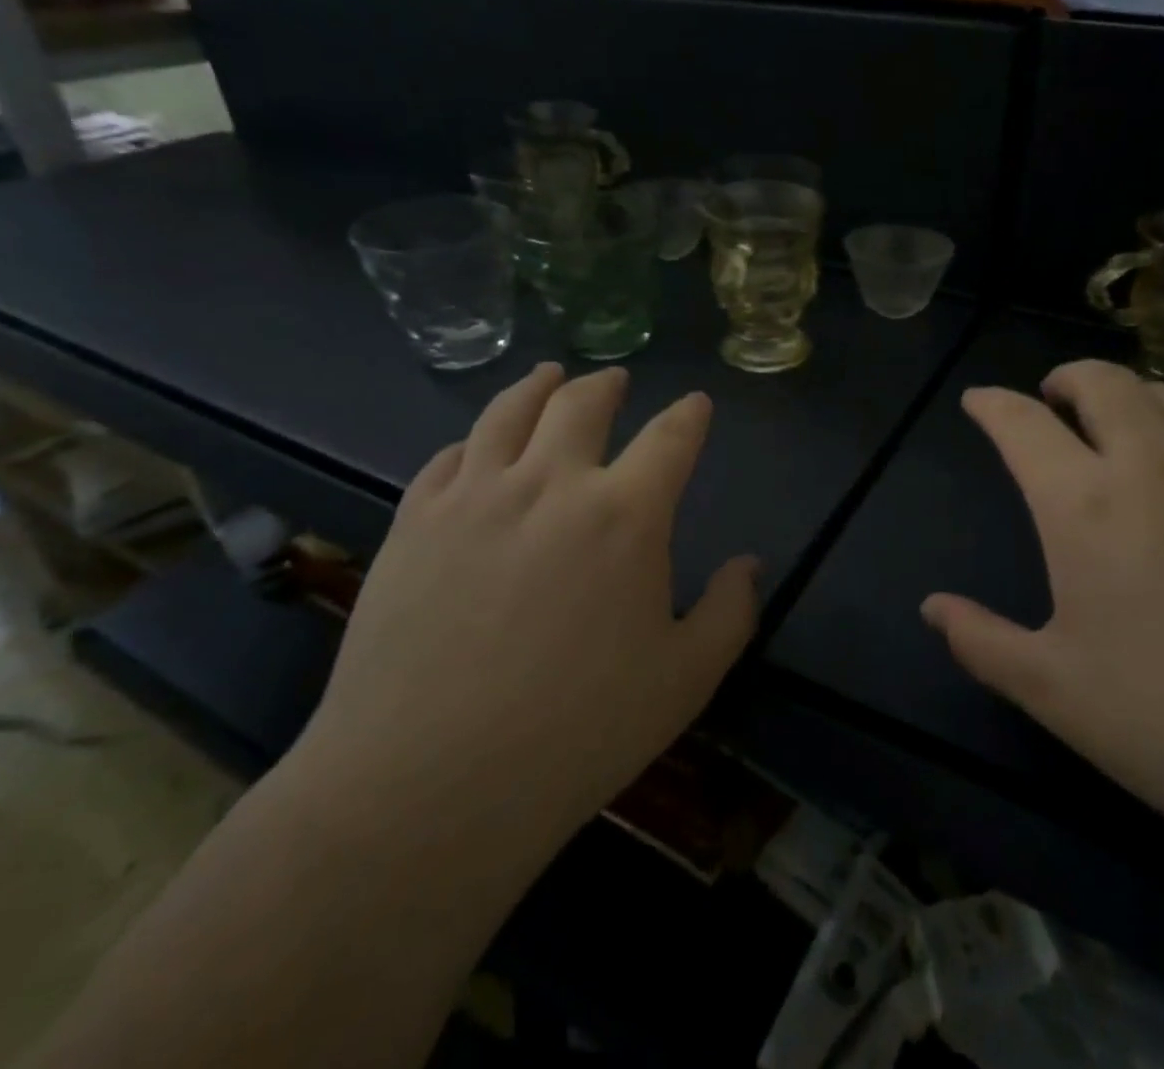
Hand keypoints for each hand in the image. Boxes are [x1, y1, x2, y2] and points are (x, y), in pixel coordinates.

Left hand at [297, 364, 757, 859]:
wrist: (425, 788)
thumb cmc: (576, 734)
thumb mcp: (684, 681)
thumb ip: (729, 612)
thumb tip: (749, 564)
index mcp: (625, 514)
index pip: (670, 438)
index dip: (689, 415)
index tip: (696, 405)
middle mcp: (551, 484)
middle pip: (582, 405)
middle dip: (608, 386)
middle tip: (616, 381)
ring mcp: (474, 497)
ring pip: (509, 412)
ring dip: (538, 386)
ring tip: (549, 375)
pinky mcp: (414, 522)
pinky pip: (448, 458)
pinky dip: (474, 439)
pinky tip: (477, 445)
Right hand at [922, 361, 1163, 850]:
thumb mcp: (1052, 690)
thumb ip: (980, 640)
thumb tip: (931, 609)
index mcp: (1085, 504)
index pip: (1023, 423)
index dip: (992, 404)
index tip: (978, 401)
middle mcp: (1155, 466)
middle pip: (1104, 382)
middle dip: (1067, 378)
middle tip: (1052, 399)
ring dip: (1130, 395)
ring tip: (1118, 423)